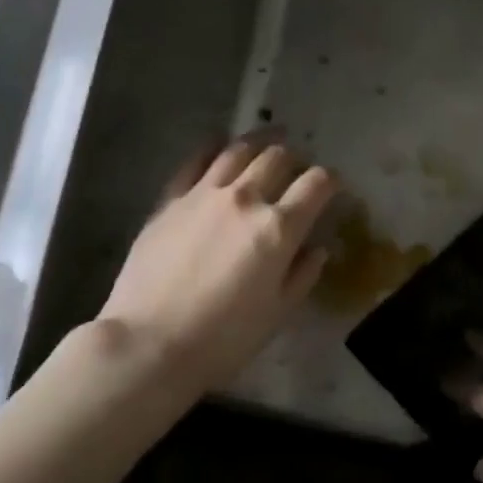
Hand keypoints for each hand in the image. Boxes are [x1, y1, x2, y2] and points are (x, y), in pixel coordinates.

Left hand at [100, 137, 336, 388]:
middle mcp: (246, 199)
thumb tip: (318, 248)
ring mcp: (205, 194)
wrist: (149, 343)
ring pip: (239, 150)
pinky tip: (219, 144)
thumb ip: (303, 275)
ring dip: (259, 142)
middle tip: (297, 166)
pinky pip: (196, 160)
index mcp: (278, 228)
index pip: (316, 184)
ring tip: (268, 139)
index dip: (330, 180)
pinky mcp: (171, 199)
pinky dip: (213, 147)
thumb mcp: (277, 313)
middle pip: (278, 158)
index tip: (333, 185)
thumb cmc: (222, 339)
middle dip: (295, 158)